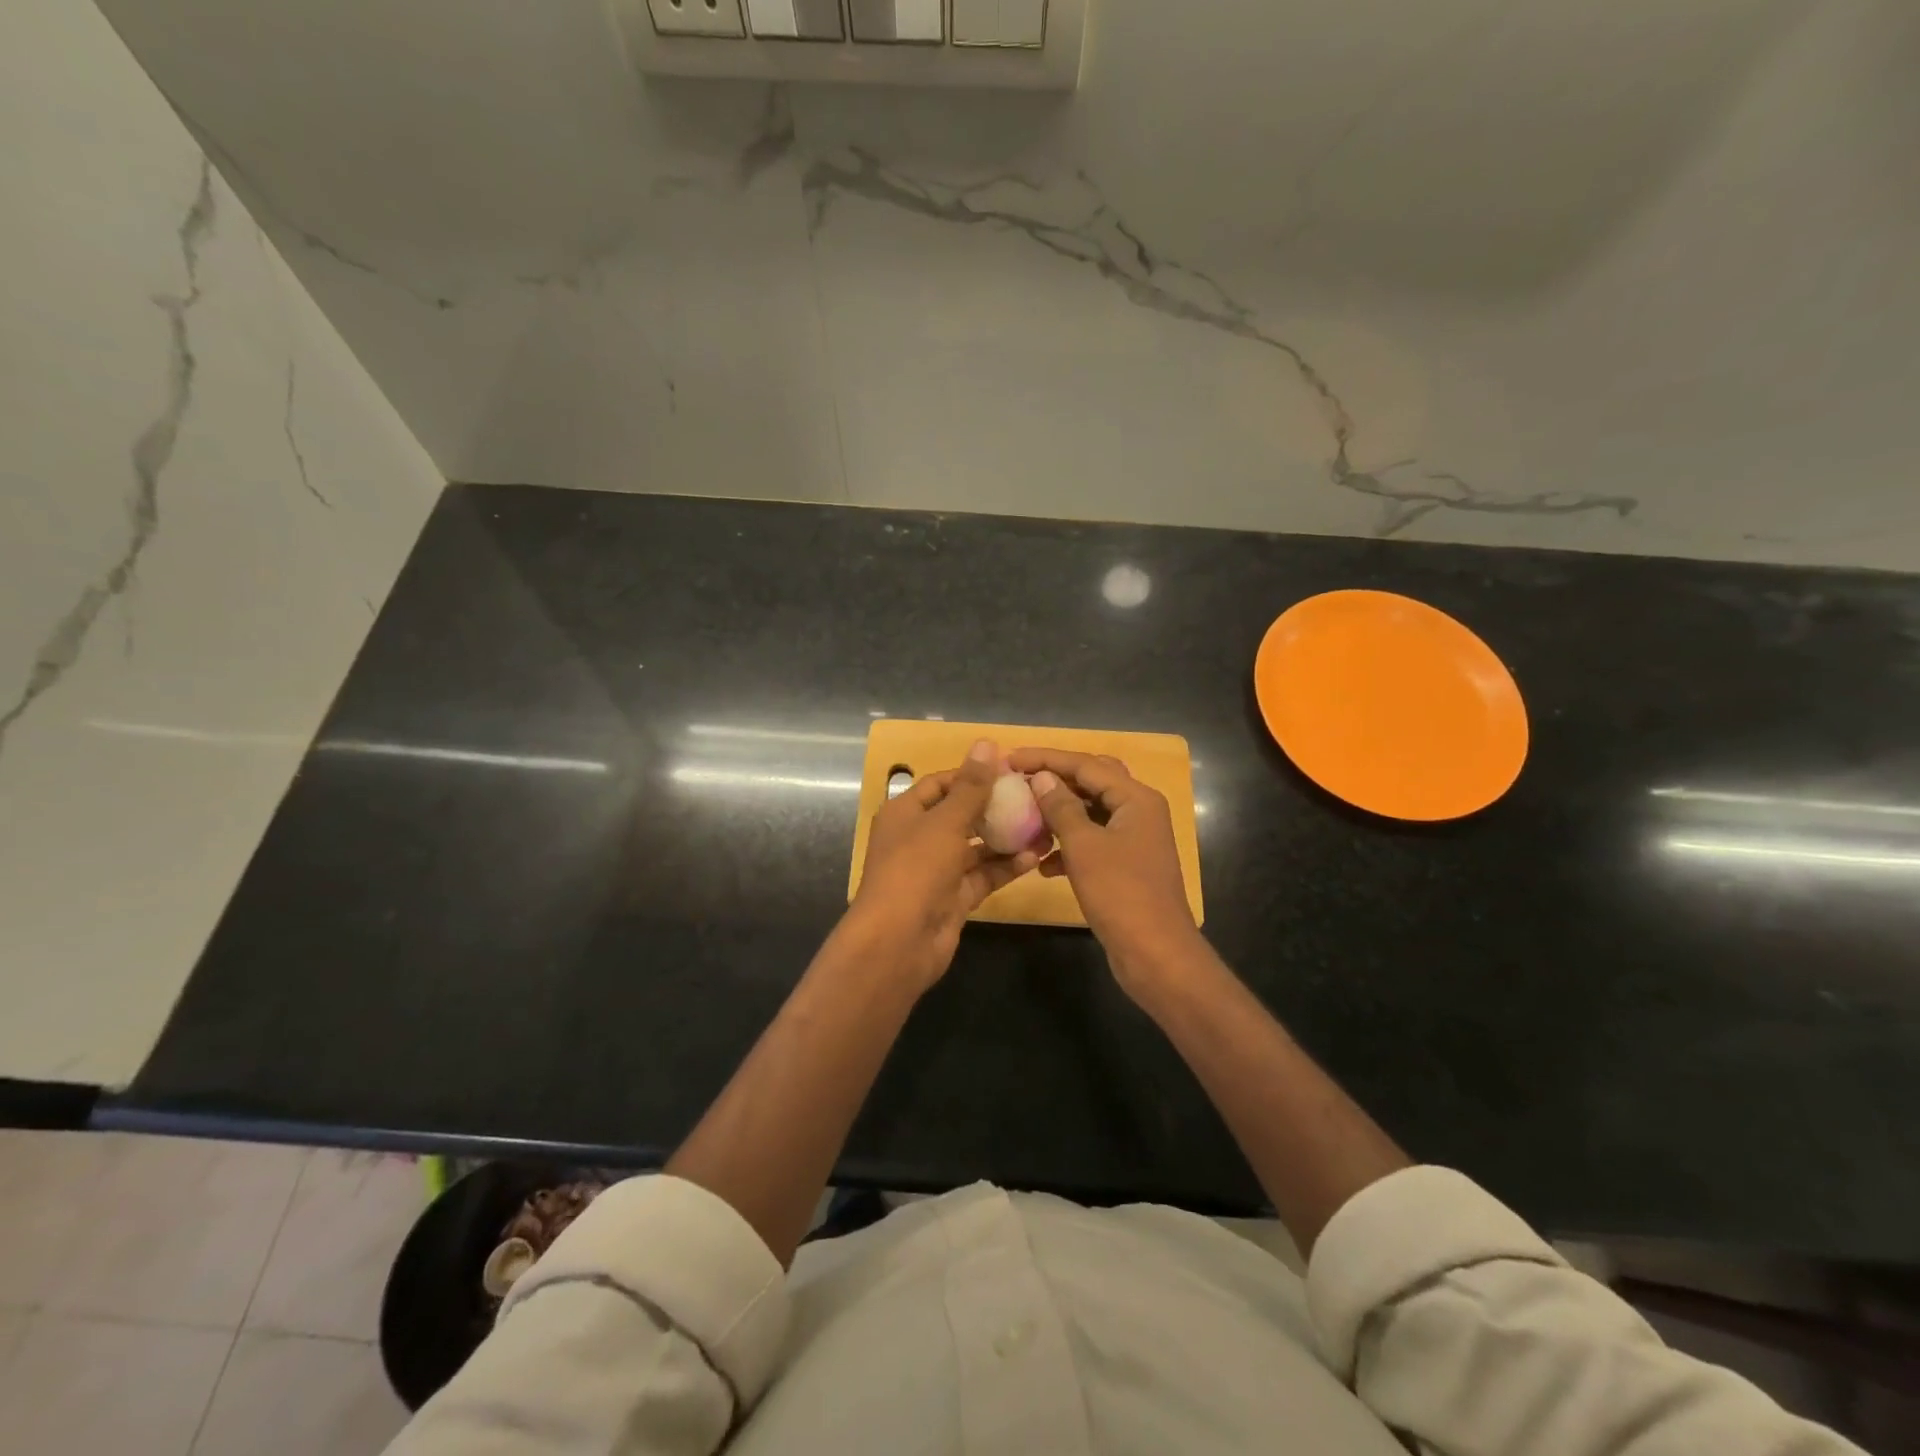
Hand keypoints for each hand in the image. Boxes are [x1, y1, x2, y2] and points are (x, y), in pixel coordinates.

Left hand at [849, 739, 1040, 992]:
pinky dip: (1005, 867)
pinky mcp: (953, 897)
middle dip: (996, 807)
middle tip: (1035, 798)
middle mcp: (919, 838)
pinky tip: (1035, 856)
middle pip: (961, 814)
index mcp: (906, 813)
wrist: (898, 942)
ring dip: (1006, 838)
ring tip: (1045, 826)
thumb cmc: (915, 870)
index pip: (942, 783)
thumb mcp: (945, 822)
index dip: (973, 775)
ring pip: (976, 847)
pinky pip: (983, 875)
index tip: (1011, 771)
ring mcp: (936, 870)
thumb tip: (986, 743)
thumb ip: (971, 786)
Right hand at [1006, 747, 1201, 995]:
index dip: (1046, 758)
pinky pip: (1092, 842)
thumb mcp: (1084, 846)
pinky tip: (1042, 865)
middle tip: (1019, 781)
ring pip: (1090, 813)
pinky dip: (1068, 847)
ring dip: (1059, 815)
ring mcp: (1134, 839)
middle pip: (1092, 782)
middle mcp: (1139, 811)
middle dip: (1055, 781)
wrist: (1155, 954)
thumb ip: (1061, 807)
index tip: (1010, 758)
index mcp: (1136, 798)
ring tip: (1025, 821)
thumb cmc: (1120, 893)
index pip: (1086, 764)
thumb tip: (1042, 777)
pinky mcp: (1126, 865)